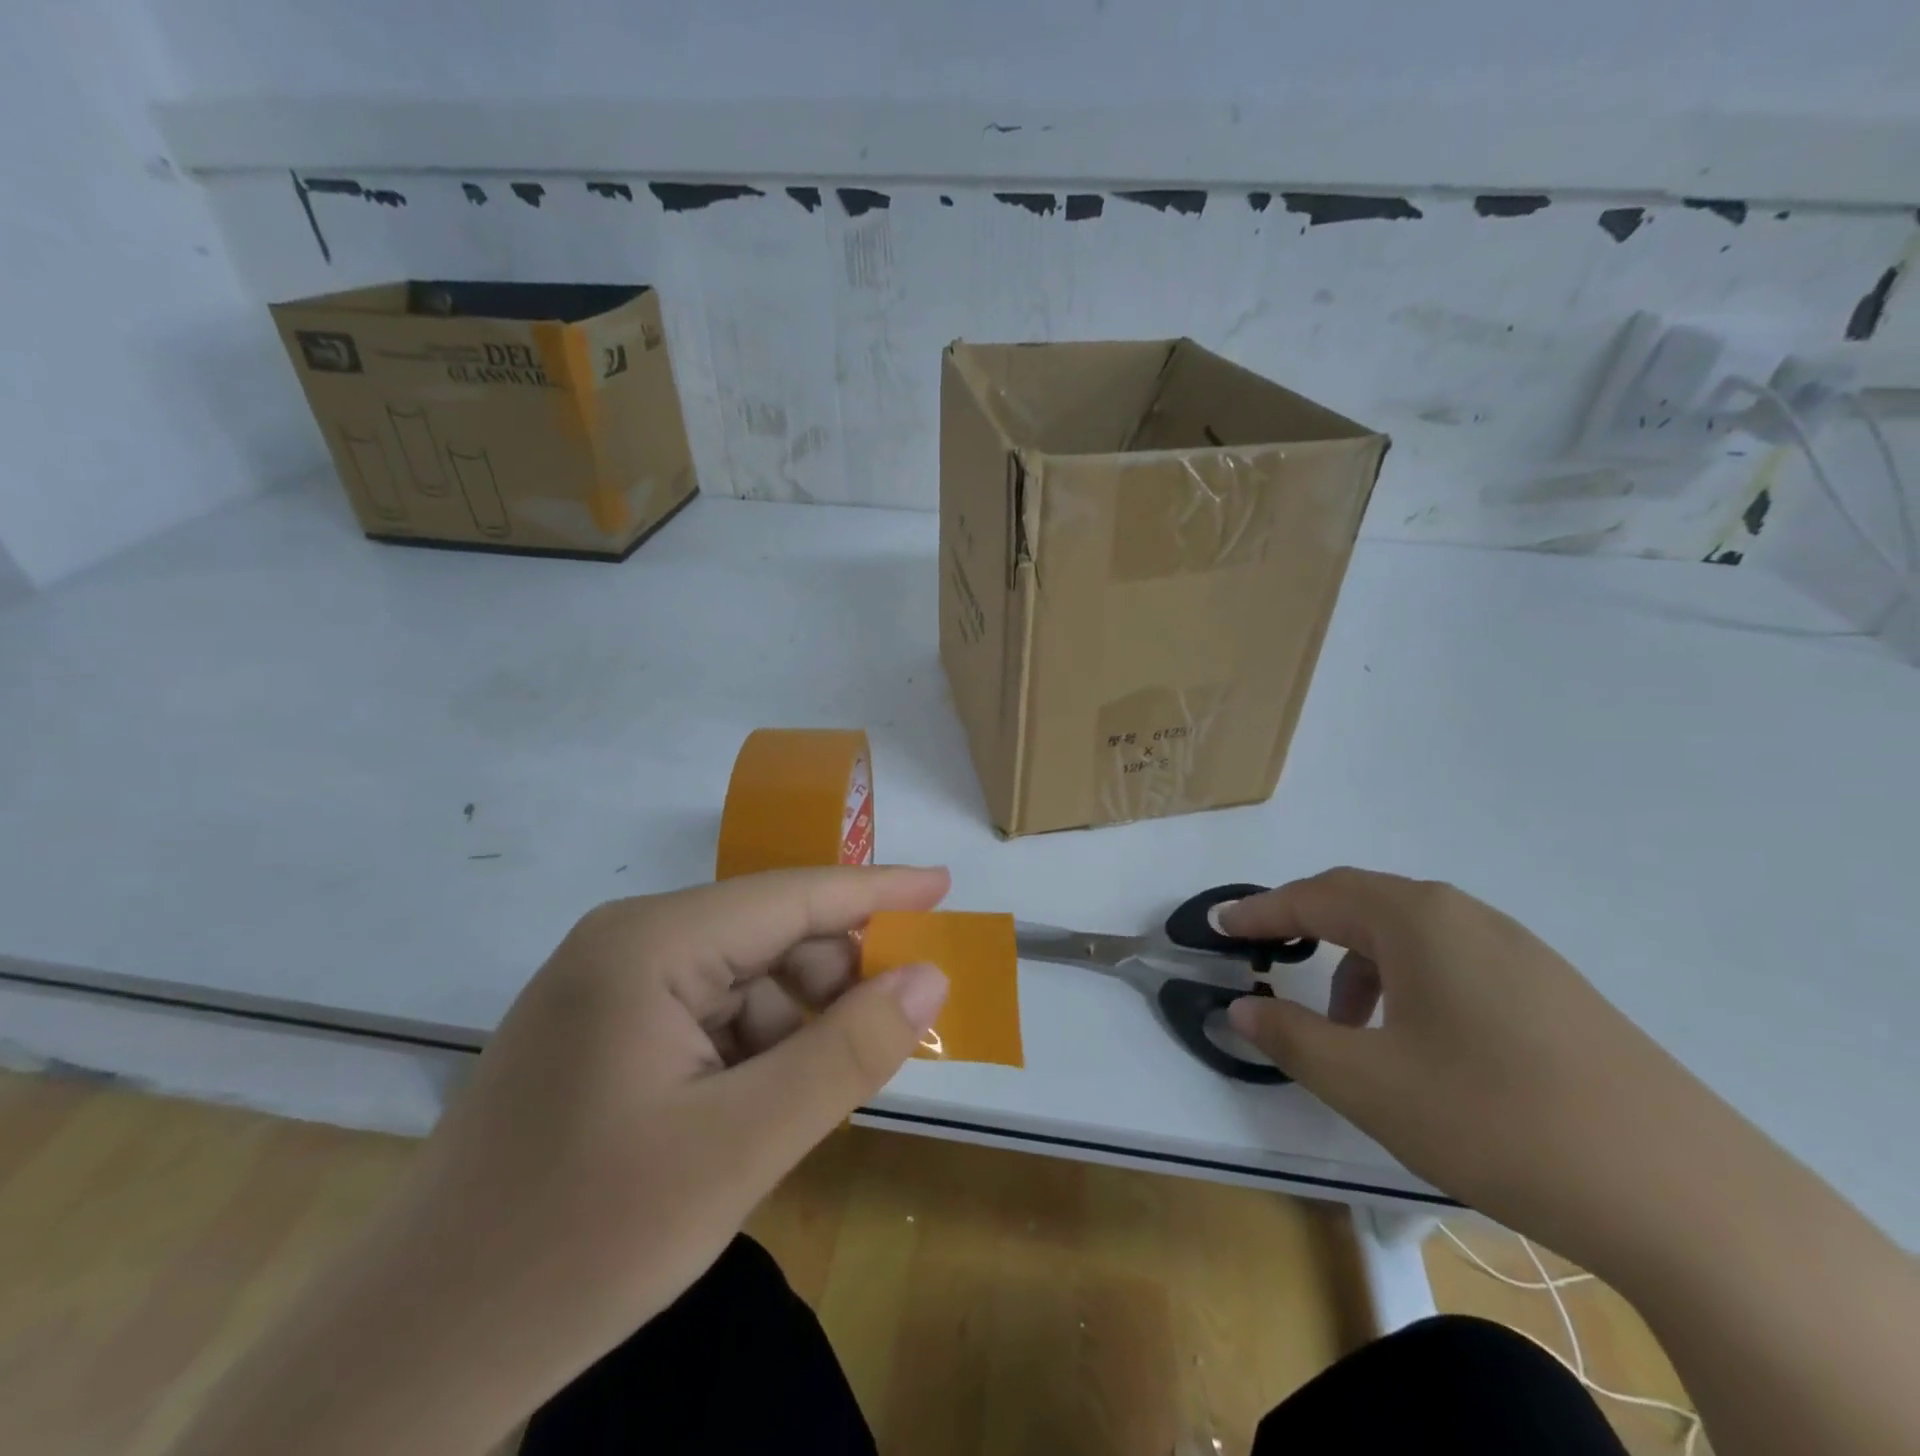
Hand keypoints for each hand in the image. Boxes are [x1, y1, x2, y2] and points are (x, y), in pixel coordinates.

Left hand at [175, 865, 949, 1455]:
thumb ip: (846, 1054)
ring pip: (745, 981)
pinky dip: (757, 1051)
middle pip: (770, 937)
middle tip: (893, 1038)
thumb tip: (930, 976)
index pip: (793, 896)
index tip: (946, 886)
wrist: (409, 1361)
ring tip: (818, 1098)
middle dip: (838, 980)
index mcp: (651, 944)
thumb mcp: (740, 1148)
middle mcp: (628, 945)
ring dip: (797, 1027)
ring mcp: (610, 989)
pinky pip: (710, 1017)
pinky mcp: (604, 1034)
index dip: (879, 890)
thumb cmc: (580, 1242)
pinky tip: (763, 1109)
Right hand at [1222, 868, 1723, 1270]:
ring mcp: (1518, 951)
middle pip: (1362, 902)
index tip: (1220, 926)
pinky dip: (1407, 982)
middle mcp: (1466, 917)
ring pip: (1410, 934)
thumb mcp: (1367, 1082)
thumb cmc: (1493, 1117)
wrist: (1684, 1195)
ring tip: (1345, 1025)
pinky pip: (1453, 962)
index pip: (1314, 897)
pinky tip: (1418, 1042)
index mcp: (1416, 920)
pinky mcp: (1553, 991)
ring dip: (1359, 963)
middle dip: (1306, 925)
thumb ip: (1289, 1037)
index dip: (1260, 911)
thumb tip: (1239, 1010)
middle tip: (1266, 955)